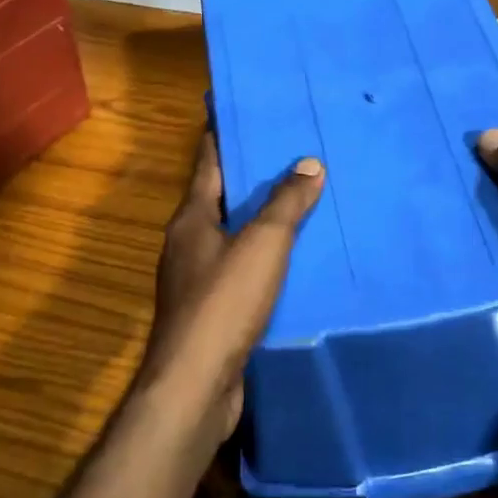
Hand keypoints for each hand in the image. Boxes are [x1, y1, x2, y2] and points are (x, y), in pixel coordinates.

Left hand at [145, 133, 324, 436]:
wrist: (196, 386)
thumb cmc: (223, 303)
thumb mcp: (262, 244)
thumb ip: (286, 203)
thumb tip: (309, 163)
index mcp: (191, 219)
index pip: (208, 162)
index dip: (223, 134)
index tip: (244, 111)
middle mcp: (189, 244)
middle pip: (221, 198)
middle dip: (253, 176)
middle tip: (292, 152)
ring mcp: (198, 280)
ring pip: (234, 236)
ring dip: (262, 219)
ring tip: (302, 200)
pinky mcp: (213, 311)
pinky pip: (243, 269)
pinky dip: (266, 257)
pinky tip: (296, 259)